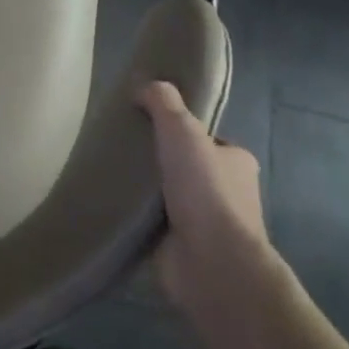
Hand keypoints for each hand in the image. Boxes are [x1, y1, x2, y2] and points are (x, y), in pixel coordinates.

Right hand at [136, 80, 270, 318]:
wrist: (211, 263)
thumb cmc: (205, 189)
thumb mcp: (182, 129)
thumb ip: (163, 102)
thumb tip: (144, 85)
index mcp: (237, 162)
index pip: (205, 138)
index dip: (178, 129)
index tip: (145, 123)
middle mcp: (228, 192)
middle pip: (184, 166)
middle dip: (158, 160)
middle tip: (122, 147)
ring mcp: (206, 224)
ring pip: (168, 195)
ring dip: (145, 191)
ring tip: (111, 174)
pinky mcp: (183, 249)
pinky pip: (154, 223)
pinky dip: (137, 216)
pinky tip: (113, 204)